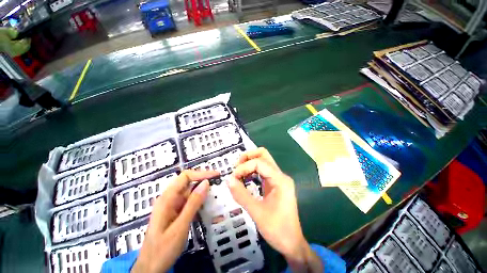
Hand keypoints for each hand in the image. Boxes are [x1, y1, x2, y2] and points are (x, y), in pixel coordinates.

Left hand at [132, 170, 218, 272]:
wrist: (152, 262)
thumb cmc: (165, 247)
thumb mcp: (181, 226)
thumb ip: (192, 205)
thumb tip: (205, 184)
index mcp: (166, 200)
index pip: (184, 177)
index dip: (201, 174)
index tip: (218, 175)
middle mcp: (166, 201)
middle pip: (185, 186)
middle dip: (202, 185)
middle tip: (221, 190)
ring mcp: (168, 209)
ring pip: (186, 197)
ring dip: (200, 197)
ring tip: (217, 200)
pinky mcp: (171, 217)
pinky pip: (184, 207)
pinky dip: (195, 207)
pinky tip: (205, 211)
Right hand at [227, 148, 322, 272]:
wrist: (290, 242)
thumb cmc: (276, 228)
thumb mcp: (257, 212)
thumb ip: (241, 195)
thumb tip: (227, 179)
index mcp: (281, 181)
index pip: (259, 163)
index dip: (243, 167)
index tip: (231, 179)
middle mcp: (281, 178)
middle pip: (264, 157)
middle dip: (248, 158)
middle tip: (234, 170)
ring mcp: (280, 184)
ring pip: (264, 165)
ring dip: (249, 166)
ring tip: (236, 176)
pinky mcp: (276, 191)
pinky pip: (263, 176)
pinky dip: (252, 175)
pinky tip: (244, 182)